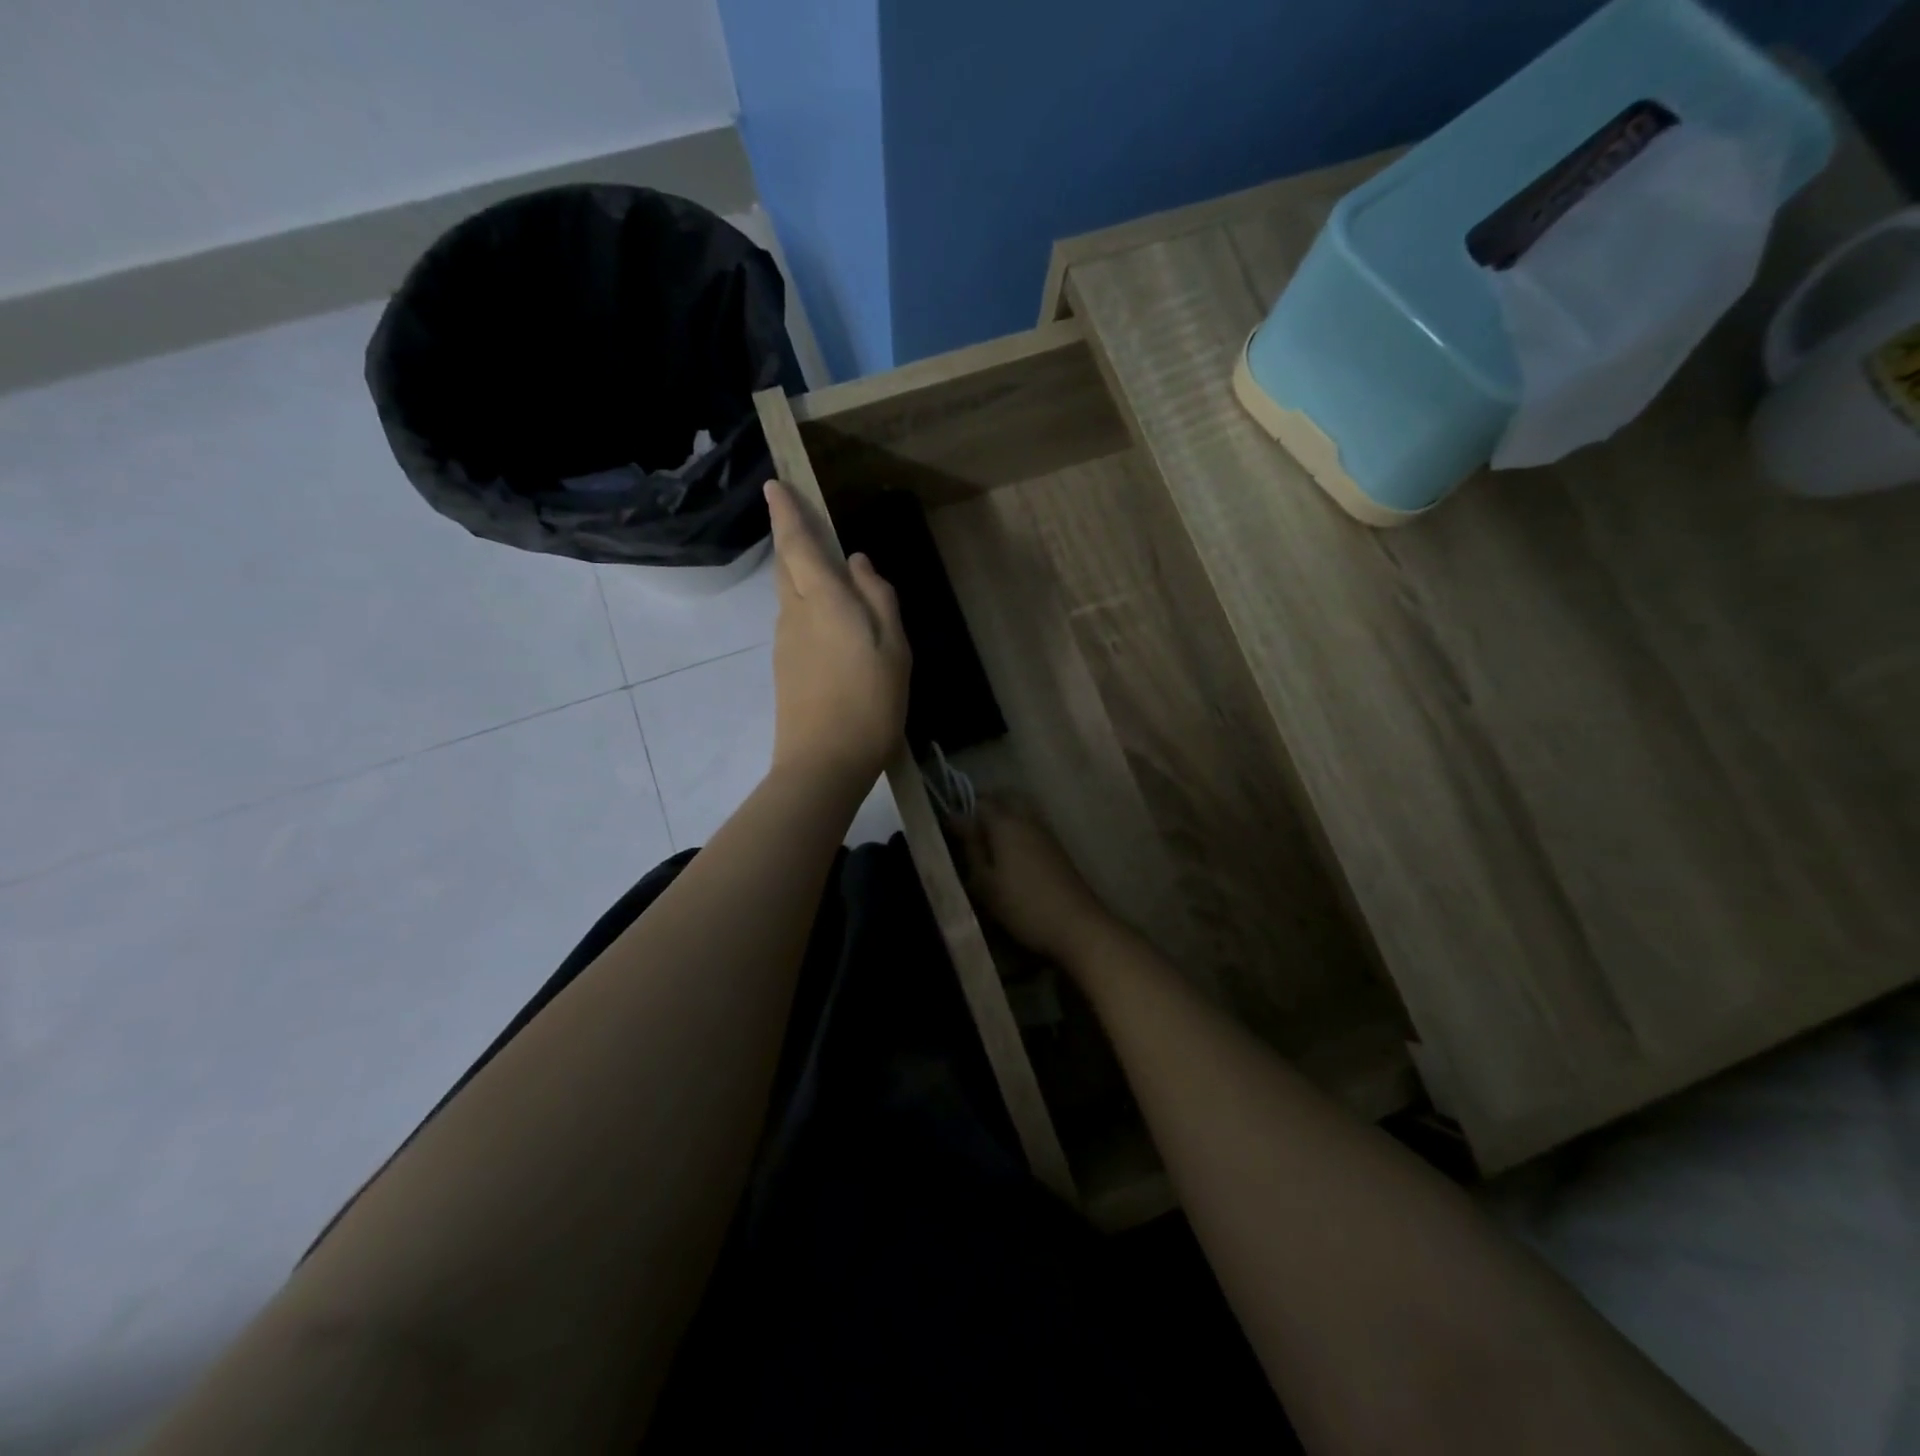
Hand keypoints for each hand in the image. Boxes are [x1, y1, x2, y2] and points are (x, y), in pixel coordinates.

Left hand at [764, 479, 910, 793]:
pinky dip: (805, 604)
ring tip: (822, 569)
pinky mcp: (784, 668)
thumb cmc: (869, 702)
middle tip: (799, 518)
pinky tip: (828, 620)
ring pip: (788, 594)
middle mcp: (795, 614)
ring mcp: (785, 643)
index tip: (773, 484)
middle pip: (787, 566)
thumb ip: (879, 599)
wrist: (823, 763)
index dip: (786, 513)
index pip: (798, 544)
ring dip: (799, 573)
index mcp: (824, 601)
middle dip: (789, 538)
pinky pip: (793, 620)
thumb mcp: (893, 649)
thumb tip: (858, 563)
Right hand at [954, 798, 1116, 962]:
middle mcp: (1027, 819)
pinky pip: (1031, 825)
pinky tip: (1009, 853)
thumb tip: (959, 824)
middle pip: (1004, 798)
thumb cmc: (1023, 905)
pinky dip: (1017, 829)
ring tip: (987, 844)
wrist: (1076, 925)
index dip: (961, 813)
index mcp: (1005, 823)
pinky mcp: (1057, 847)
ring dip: (1003, 817)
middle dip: (985, 807)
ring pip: (1020, 810)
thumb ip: (971, 849)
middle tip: (969, 830)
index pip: (979, 803)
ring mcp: (1046, 832)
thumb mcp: (986, 883)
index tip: (947, 831)